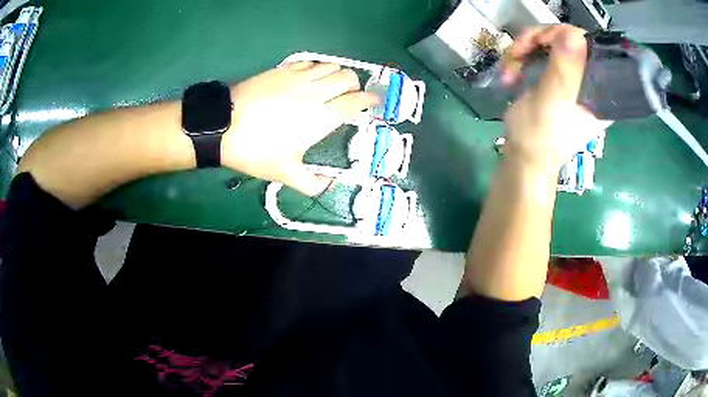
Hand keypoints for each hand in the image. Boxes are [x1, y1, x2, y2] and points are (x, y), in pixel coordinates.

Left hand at [221, 61, 379, 195]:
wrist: (223, 126)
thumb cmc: (256, 151)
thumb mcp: (284, 173)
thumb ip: (311, 183)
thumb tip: (327, 186)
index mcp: (322, 117)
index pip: (356, 101)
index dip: (370, 100)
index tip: (375, 101)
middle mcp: (316, 92)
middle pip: (348, 77)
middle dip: (355, 85)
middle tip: (350, 95)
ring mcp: (298, 77)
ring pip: (331, 66)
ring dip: (337, 74)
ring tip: (330, 85)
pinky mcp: (283, 69)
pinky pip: (310, 62)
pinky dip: (317, 68)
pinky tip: (309, 77)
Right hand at [501, 24, 611, 171]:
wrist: (523, 158)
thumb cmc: (539, 137)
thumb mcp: (552, 102)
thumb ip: (564, 69)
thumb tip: (573, 34)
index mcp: (600, 89)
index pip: (588, 44)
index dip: (562, 35)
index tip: (539, 44)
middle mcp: (589, 80)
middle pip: (566, 39)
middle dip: (537, 42)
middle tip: (517, 55)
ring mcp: (570, 78)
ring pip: (549, 43)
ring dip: (524, 51)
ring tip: (510, 70)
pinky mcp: (555, 79)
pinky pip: (541, 54)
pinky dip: (522, 58)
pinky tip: (512, 74)